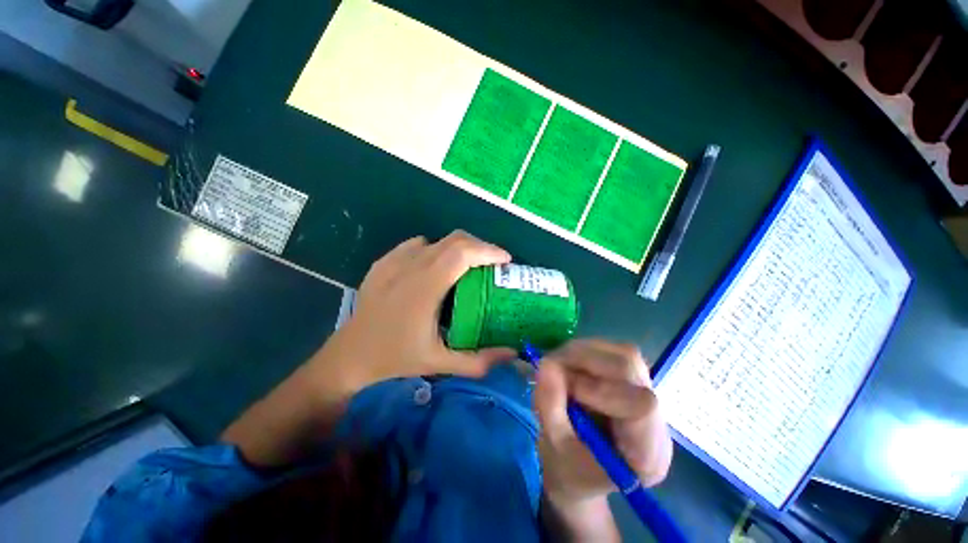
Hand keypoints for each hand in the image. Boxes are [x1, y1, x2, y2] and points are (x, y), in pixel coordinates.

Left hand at [308, 231, 516, 392]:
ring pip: (437, 241)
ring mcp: (394, 261)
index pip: (462, 253)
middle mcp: (410, 266)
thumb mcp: (439, 362)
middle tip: (493, 264)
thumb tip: (512, 353)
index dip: (488, 251)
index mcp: (425, 287)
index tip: (506, 260)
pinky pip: (418, 245)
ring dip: (460, 248)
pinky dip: (436, 249)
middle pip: (454, 240)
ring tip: (470, 265)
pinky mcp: (384, 262)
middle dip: (480, 247)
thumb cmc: (394, 359)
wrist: (349, 356)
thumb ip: (478, 360)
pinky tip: (437, 267)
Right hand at [534, 340, 671, 506]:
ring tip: (559, 367)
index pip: (641, 405)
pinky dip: (585, 353)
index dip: (600, 389)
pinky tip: (571, 367)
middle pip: (631, 366)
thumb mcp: (554, 447)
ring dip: (583, 353)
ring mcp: (648, 395)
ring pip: (622, 353)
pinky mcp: (634, 381)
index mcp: (647, 453)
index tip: (567, 390)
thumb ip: (549, 405)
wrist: (582, 473)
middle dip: (584, 360)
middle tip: (553, 368)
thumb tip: (546, 363)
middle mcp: (657, 419)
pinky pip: (613, 353)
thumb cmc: (569, 470)